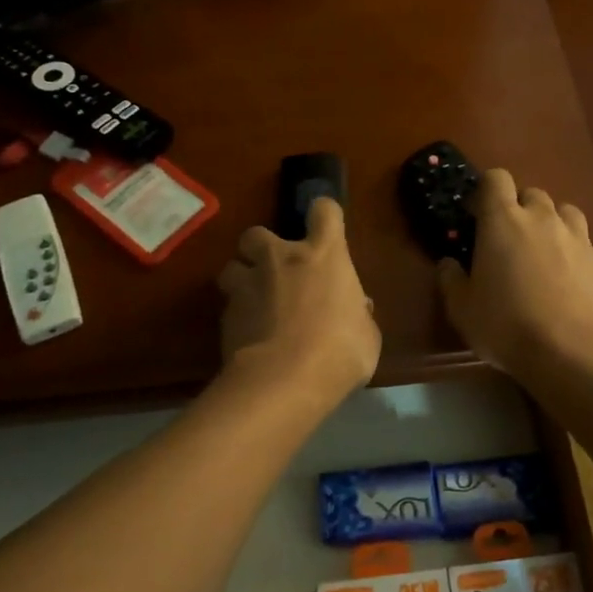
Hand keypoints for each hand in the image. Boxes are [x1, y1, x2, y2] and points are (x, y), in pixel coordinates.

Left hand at [219, 198, 379, 402]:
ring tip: (253, 303)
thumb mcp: (366, 335)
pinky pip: (229, 306)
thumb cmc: (339, 352)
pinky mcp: (226, 315)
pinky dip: (238, 317)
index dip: (325, 215)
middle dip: (262, 248)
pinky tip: (248, 337)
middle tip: (275, 270)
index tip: (326, 226)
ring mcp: (248, 285)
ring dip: (242, 280)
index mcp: (324, 256)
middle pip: (258, 234)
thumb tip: (356, 308)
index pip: (325, 211)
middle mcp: (281, 259)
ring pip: (232, 267)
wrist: (284, 380)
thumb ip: (358, 316)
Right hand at [437, 169, 592, 381]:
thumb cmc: (506, 325)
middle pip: (531, 193)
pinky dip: (571, 249)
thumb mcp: (462, 309)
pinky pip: (582, 240)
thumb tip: (448, 263)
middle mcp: (541, 218)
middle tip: (509, 238)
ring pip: (563, 211)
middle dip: (519, 208)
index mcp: (502, 221)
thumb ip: (451, 280)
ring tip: (542, 250)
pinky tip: (566, 277)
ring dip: (550, 222)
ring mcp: (575, 236)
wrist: (571, 350)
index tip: (477, 214)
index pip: (496, 179)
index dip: (486, 190)